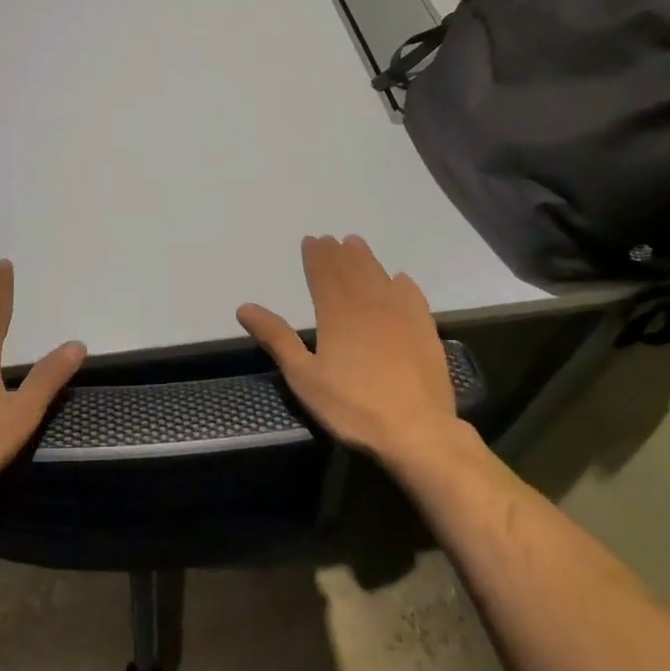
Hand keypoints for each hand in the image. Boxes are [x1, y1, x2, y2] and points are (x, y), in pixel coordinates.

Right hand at [237, 234, 462, 468]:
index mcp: (337, 314)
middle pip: (351, 270)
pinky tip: (399, 279)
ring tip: (357, 245)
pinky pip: (412, 296)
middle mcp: (369, 305)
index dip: (316, 256)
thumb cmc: (353, 407)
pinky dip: (401, 283)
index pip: (324, 275)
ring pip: (380, 276)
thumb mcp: (304, 377)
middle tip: (332, 239)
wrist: (417, 431)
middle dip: (339, 253)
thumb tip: (245, 307)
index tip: (311, 240)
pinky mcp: (425, 331)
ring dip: (366, 259)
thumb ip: (277, 338)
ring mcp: (401, 315)